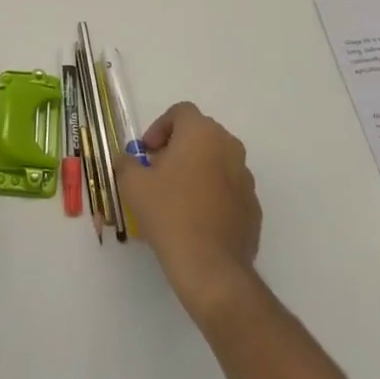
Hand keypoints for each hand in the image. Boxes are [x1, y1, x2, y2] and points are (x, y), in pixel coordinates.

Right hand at [114, 102, 261, 320]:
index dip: (160, 127)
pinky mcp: (253, 206)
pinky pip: (228, 188)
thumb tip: (126, 159)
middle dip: (177, 147)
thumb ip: (126, 163)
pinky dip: (212, 193)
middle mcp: (229, 147)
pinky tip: (195, 218)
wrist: (210, 266)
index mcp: (202, 133)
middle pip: (200, 134)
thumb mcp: (133, 185)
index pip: (181, 112)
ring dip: (196, 169)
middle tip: (157, 171)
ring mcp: (246, 177)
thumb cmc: (169, 214)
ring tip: (176, 196)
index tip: (147, 152)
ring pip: (216, 160)